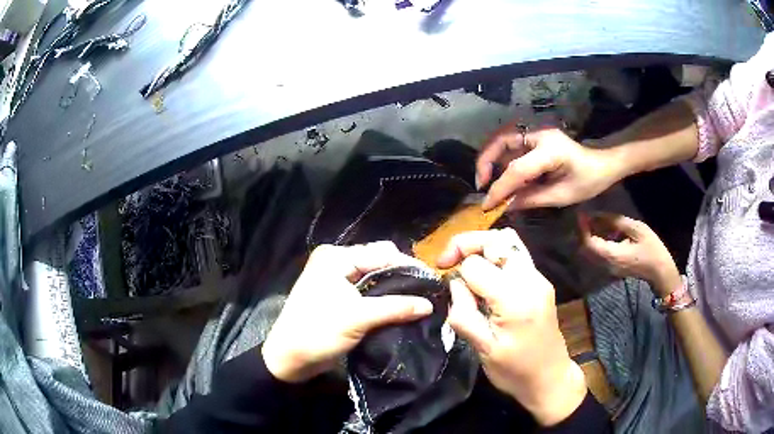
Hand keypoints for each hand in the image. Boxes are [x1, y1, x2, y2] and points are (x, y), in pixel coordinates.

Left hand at [262, 242, 432, 382]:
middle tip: (427, 293)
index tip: (433, 282)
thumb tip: (430, 304)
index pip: (381, 254)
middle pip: (379, 263)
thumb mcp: (358, 318)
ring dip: (394, 289)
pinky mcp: (340, 298)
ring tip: (419, 301)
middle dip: (402, 276)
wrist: (289, 359)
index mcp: (336, 258)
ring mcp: (337, 280)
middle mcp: (337, 262)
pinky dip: (384, 299)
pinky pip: (368, 292)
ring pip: (375, 278)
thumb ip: (396, 308)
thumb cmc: (317, 332)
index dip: (408, 267)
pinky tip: (401, 308)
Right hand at [437, 229, 586, 425]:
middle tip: (447, 262)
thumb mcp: (482, 349)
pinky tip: (486, 277)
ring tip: (465, 265)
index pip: (476, 264)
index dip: (456, 272)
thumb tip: (455, 282)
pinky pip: (516, 255)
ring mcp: (539, 278)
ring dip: (481, 247)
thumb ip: (463, 313)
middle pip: (495, 239)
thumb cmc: (514, 371)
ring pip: (508, 241)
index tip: (448, 288)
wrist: (550, 379)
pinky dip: (495, 256)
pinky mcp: (541, 283)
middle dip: (466, 245)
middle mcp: (531, 280)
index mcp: (515, 298)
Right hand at [477, 127, 619, 210]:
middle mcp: (539, 134)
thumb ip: (532, 199)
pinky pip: (511, 145)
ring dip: (490, 159)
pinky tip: (502, 175)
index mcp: (550, 149)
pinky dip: (501, 159)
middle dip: (485, 162)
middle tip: (481, 185)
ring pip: (502, 140)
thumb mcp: (562, 195)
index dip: (499, 188)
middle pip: (500, 141)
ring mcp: (536, 132)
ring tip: (488, 182)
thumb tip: (505, 206)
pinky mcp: (535, 136)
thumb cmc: (588, 180)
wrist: (602, 163)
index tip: (487, 205)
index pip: (516, 169)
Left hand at [578, 212, 680, 295]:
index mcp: (612, 255)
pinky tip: (603, 230)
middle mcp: (606, 264)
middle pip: (586, 248)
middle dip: (583, 231)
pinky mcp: (612, 268)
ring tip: (593, 220)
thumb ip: (617, 222)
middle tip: (585, 215)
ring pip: (591, 252)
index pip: (588, 243)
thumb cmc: (652, 249)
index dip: (582, 228)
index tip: (581, 213)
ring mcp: (608, 268)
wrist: (660, 273)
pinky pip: (598, 254)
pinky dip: (596, 242)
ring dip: (589, 236)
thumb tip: (598, 215)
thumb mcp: (637, 230)